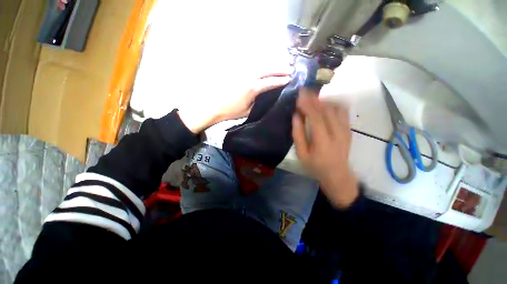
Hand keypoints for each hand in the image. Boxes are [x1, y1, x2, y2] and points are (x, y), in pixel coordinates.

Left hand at [178, 73, 290, 133]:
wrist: (214, 106)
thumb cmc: (231, 111)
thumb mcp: (248, 111)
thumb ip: (259, 101)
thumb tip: (267, 95)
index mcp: (252, 88)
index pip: (270, 82)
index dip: (280, 80)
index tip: (290, 79)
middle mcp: (248, 77)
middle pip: (267, 69)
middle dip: (280, 68)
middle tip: (290, 69)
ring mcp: (242, 72)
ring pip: (260, 64)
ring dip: (272, 64)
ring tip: (281, 65)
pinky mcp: (237, 71)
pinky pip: (252, 65)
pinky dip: (262, 64)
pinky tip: (266, 66)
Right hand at [292, 89, 357, 207]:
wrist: (338, 175)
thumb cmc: (316, 166)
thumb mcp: (302, 154)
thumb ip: (298, 134)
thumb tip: (296, 116)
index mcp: (323, 140)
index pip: (315, 116)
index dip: (307, 104)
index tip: (299, 95)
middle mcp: (337, 132)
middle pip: (326, 110)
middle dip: (314, 98)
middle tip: (304, 90)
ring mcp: (345, 130)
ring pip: (335, 108)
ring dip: (323, 100)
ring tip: (313, 95)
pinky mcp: (348, 130)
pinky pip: (343, 112)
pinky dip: (333, 104)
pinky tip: (325, 102)